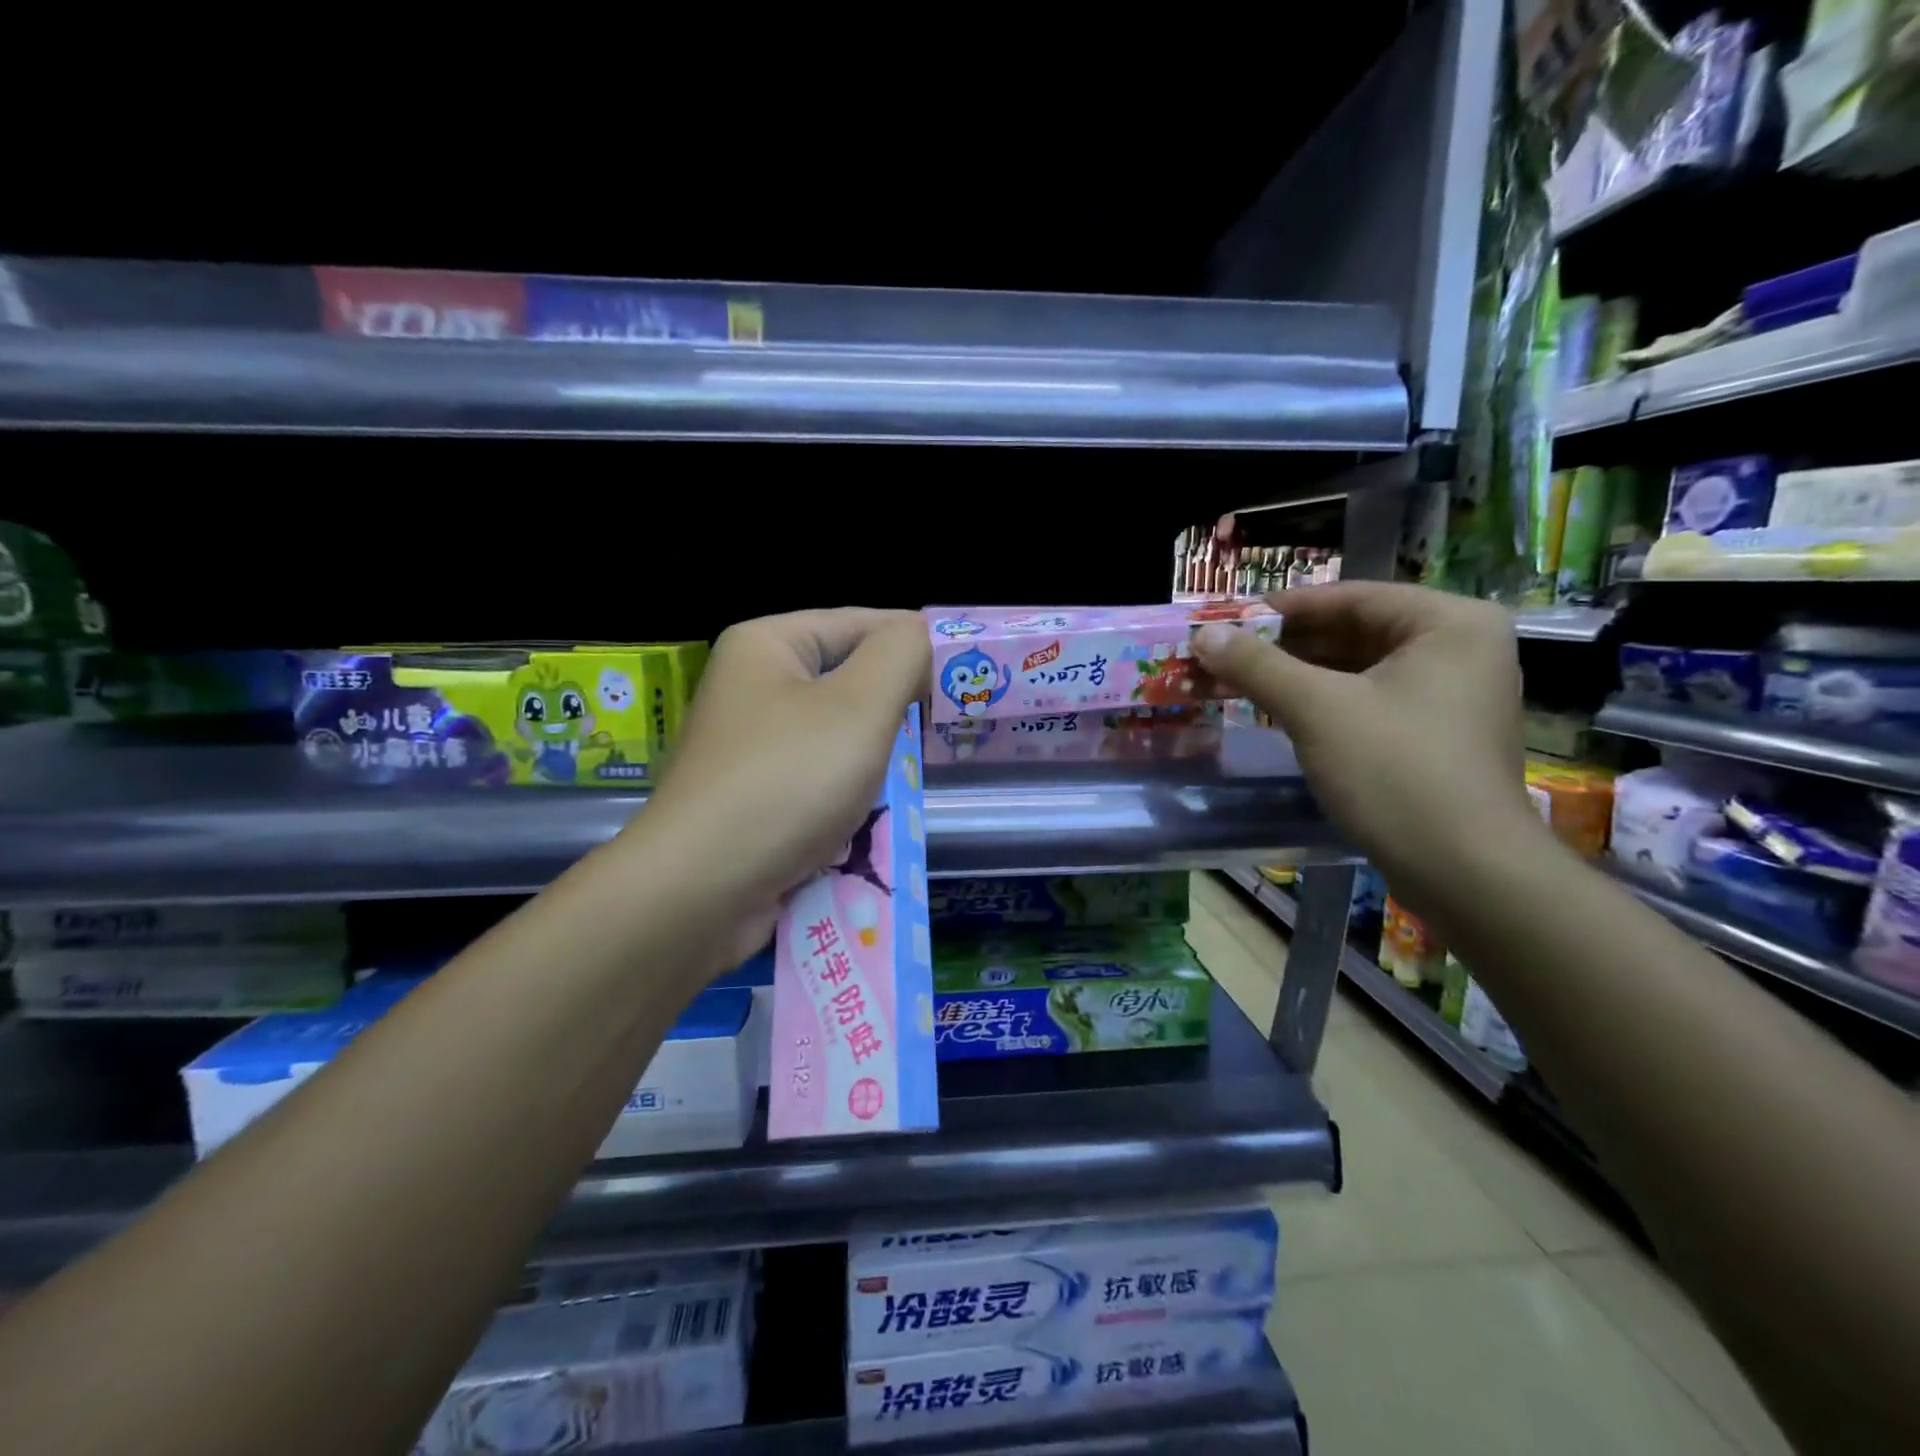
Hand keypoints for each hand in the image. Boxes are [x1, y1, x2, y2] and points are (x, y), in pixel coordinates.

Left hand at [634, 609, 929, 958]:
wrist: (700, 892)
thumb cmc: (786, 782)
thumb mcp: (860, 705)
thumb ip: (903, 656)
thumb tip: (924, 636)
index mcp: (767, 645)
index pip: (862, 623)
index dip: (916, 645)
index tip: (968, 676)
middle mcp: (752, 688)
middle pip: (848, 683)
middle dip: (896, 711)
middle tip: (947, 730)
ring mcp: (750, 749)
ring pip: (838, 740)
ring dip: (877, 761)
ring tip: (914, 777)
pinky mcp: (754, 801)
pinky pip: (819, 784)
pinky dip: (850, 798)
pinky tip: (875, 818)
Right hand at [1192, 583, 1546, 905]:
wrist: (1464, 872)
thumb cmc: (1396, 771)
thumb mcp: (1316, 709)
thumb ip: (1257, 665)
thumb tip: (1204, 634)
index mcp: (1449, 624)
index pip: (1351, 597)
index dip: (1283, 608)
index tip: (1229, 619)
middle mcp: (1460, 650)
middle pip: (1355, 632)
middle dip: (1286, 646)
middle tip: (1226, 654)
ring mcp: (1452, 697)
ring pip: (1359, 670)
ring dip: (1298, 676)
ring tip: (1238, 681)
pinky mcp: (1437, 736)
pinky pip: (1370, 702)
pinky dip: (1323, 703)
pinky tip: (1277, 711)